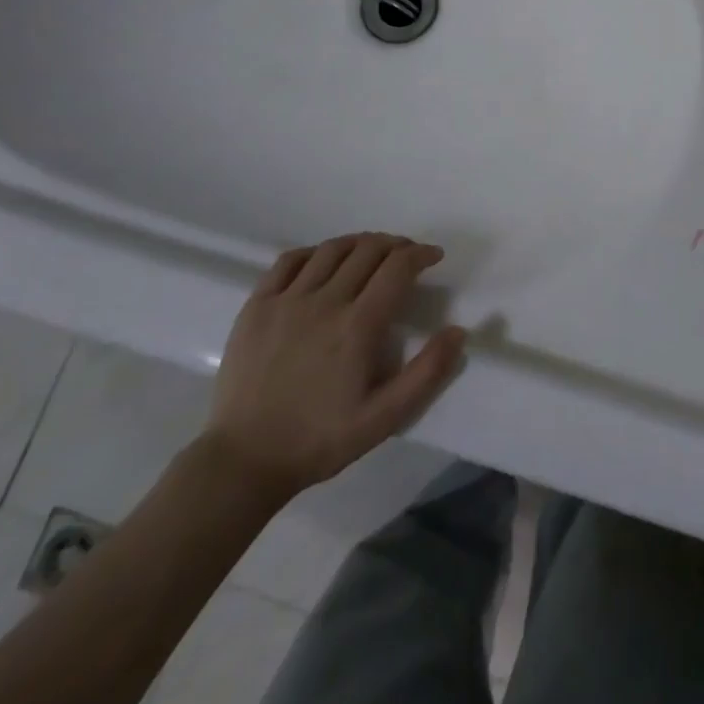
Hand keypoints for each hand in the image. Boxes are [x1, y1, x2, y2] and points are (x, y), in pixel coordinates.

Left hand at [205, 233, 465, 507]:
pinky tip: (324, 261)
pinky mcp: (257, 305)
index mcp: (358, 326)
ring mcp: (287, 300)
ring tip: (372, 252)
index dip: (421, 254)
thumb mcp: (384, 418)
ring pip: (332, 249)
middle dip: (396, 245)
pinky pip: (290, 260)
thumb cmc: (320, 440)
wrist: (244, 460)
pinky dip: (315, 252)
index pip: (398, 267)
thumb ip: (427, 373)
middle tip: (407, 255)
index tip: (433, 257)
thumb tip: (458, 331)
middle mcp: (324, 301)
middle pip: (368, 250)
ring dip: (360, 243)